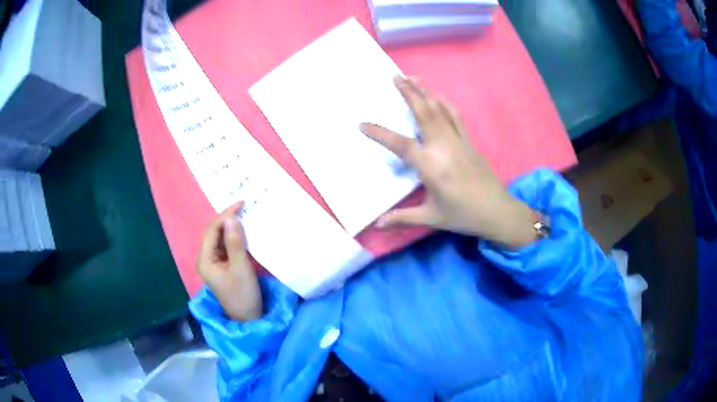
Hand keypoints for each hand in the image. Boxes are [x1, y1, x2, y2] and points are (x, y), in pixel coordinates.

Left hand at [197, 202, 262, 320]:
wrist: (248, 319)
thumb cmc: (243, 295)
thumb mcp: (241, 268)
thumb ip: (235, 243)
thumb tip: (232, 218)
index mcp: (205, 260)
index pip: (212, 230)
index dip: (225, 215)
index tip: (242, 204)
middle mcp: (206, 259)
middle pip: (215, 233)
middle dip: (228, 219)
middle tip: (246, 207)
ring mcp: (214, 263)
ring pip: (221, 239)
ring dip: (232, 228)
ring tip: (247, 216)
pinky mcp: (223, 267)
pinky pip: (227, 247)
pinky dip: (236, 238)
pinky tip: (246, 233)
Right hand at [361, 76, 536, 247]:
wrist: (497, 211)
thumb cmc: (463, 216)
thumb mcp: (431, 218)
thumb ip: (402, 217)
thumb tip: (377, 224)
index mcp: (431, 167)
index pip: (401, 145)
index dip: (380, 133)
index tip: (362, 124)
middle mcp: (444, 148)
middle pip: (424, 113)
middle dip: (408, 93)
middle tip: (395, 76)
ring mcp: (459, 142)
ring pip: (440, 110)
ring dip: (425, 92)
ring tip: (412, 77)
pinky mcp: (469, 142)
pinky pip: (455, 117)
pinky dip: (445, 103)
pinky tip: (438, 96)